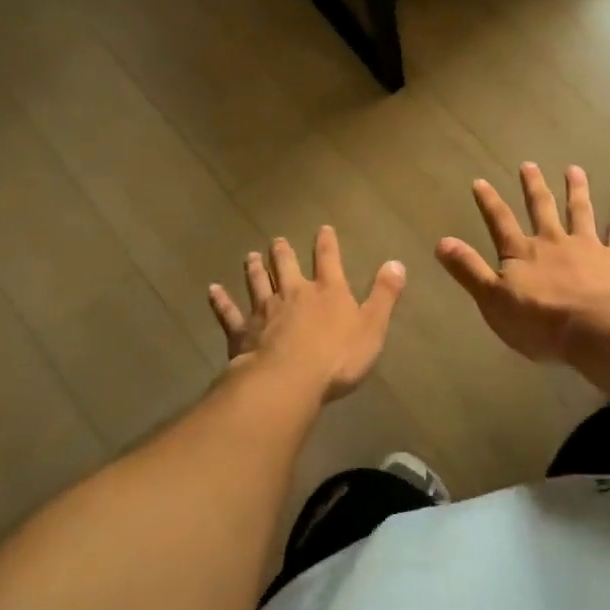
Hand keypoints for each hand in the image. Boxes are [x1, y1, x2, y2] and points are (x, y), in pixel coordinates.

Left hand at [208, 226, 405, 400]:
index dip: (326, 243)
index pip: (328, 259)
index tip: (322, 228)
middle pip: (286, 266)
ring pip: (257, 283)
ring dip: (254, 269)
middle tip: (276, 240)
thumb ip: (384, 295)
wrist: (288, 380)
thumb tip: (396, 263)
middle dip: (283, 252)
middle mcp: (294, 293)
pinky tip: (212, 290)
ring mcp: (264, 311)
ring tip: (250, 256)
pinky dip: (220, 301)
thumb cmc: (337, 357)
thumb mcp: (372, 327)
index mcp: (327, 291)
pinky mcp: (242, 331)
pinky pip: (229, 313)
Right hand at [436, 163, 609, 362]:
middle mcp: (553, 241)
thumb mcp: (493, 300)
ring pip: (579, 211)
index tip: (480, 181)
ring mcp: (586, 246)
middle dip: (533, 186)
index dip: (489, 202)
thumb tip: (441, 241)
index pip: (500, 222)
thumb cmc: (540, 322)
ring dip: (576, 189)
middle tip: (529, 164)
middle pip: (541, 208)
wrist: (597, 331)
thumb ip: (469, 269)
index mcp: (522, 253)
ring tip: (574, 169)